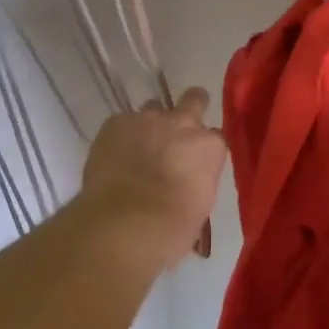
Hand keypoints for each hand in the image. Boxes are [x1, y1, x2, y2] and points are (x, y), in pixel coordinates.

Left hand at [79, 88, 225, 268]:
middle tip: (177, 131)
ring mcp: (148, 118)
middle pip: (195, 99)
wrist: (124, 225)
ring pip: (154, 107)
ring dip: (151, 124)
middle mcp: (184, 123)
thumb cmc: (170, 229)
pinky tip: (114, 156)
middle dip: (190, 108)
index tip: (197, 161)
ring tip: (139, 147)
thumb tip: (189, 180)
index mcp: (210, 147)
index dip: (204, 148)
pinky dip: (121, 135)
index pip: (215, 137)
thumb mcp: (200, 206)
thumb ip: (198, 180)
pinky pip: (122, 121)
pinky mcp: (116, 122)